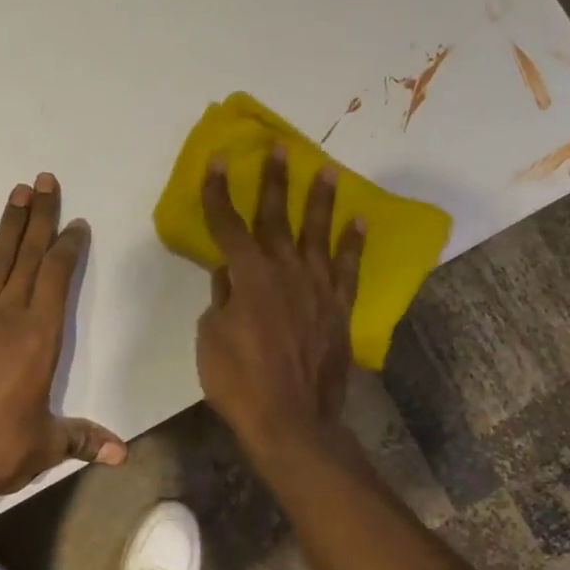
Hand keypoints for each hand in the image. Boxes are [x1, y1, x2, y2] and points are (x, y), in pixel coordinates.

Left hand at [0, 173, 125, 498]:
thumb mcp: (47, 447)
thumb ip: (84, 439)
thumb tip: (123, 454)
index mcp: (38, 337)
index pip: (57, 278)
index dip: (68, 247)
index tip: (76, 223)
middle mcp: (5, 317)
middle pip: (26, 256)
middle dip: (39, 217)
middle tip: (44, 180)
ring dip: (7, 227)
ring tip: (17, 194)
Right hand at [196, 145, 365, 452]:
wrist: (291, 420)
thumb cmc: (239, 381)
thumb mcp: (211, 337)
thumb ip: (222, 298)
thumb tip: (230, 275)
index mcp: (249, 276)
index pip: (229, 225)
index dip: (220, 193)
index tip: (220, 162)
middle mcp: (285, 271)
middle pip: (277, 218)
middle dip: (276, 181)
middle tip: (282, 149)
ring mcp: (318, 288)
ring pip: (319, 234)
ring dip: (321, 201)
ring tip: (328, 170)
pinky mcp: (339, 308)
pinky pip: (348, 268)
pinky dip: (353, 244)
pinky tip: (358, 220)